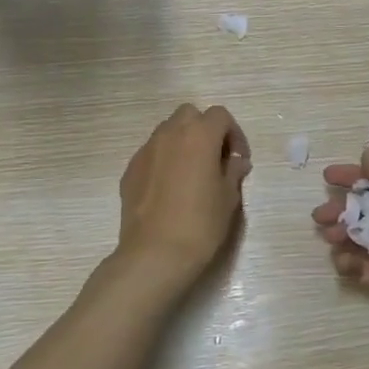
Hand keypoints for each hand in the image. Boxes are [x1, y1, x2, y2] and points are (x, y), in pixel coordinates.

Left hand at [116, 104, 251, 282]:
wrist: (155, 253)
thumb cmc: (201, 224)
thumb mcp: (228, 198)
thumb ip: (233, 172)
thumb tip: (236, 161)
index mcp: (199, 136)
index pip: (220, 115)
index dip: (233, 133)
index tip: (238, 158)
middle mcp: (170, 134)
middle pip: (189, 115)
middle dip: (204, 129)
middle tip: (214, 158)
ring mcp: (146, 151)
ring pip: (167, 132)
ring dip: (183, 143)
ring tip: (191, 173)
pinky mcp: (130, 170)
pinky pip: (152, 154)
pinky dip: (164, 161)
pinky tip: (170, 189)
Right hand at [312, 148, 368, 334]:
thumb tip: (367, 153)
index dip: (352, 177)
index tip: (327, 177)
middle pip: (362, 209)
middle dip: (339, 209)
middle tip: (321, 215)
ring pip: (355, 236)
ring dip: (339, 233)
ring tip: (332, 237)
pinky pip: (356, 264)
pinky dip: (346, 260)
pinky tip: (346, 261)